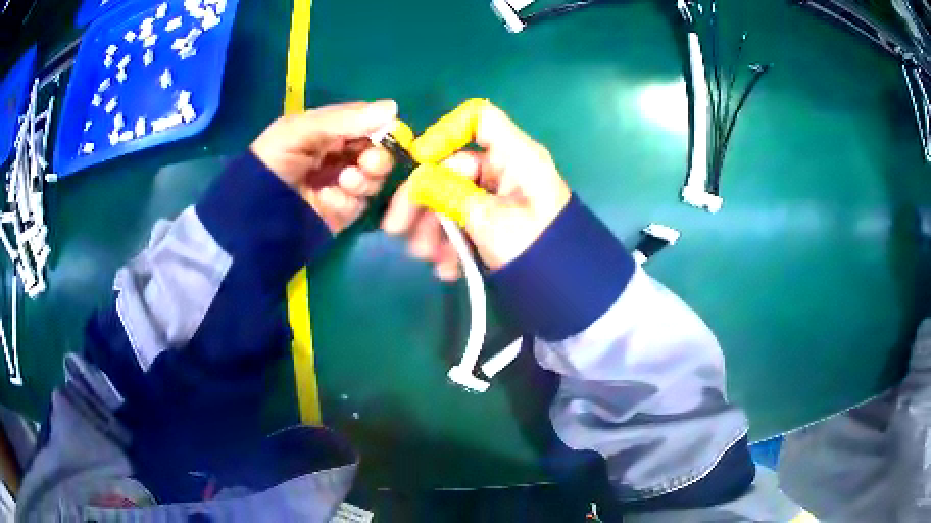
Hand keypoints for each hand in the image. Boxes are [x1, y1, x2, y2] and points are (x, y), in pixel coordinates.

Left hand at [250, 101, 397, 233]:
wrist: (251, 213)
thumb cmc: (270, 162)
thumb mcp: (299, 131)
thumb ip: (343, 120)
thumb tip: (392, 108)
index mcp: (330, 130)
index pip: (368, 123)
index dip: (381, 127)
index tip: (387, 131)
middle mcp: (340, 156)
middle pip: (378, 152)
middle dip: (378, 158)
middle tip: (368, 162)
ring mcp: (342, 186)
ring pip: (374, 180)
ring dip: (364, 180)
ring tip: (344, 181)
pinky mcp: (341, 213)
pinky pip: (359, 205)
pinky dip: (346, 201)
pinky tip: (326, 199)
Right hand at [381, 99, 570, 278]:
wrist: (566, 291)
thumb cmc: (535, 249)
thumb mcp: (489, 221)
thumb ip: (448, 194)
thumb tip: (416, 182)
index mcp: (515, 156)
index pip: (479, 119)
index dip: (445, 132)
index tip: (418, 161)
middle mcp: (507, 168)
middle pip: (454, 166)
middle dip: (423, 199)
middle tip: (396, 229)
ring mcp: (501, 194)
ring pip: (454, 196)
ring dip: (433, 226)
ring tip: (425, 257)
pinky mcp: (497, 218)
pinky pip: (466, 218)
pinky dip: (452, 240)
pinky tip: (446, 268)